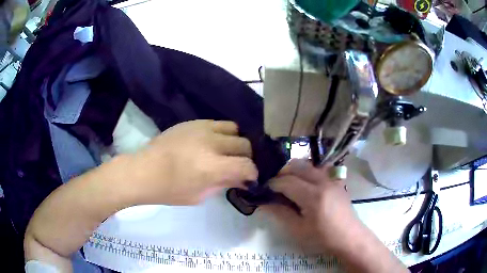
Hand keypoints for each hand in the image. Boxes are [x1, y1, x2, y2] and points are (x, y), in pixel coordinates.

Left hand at [125, 120, 257, 204]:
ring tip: (227, 151)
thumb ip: (224, 184)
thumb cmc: (170, 190)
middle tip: (237, 166)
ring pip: (235, 129)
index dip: (252, 173)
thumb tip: (241, 178)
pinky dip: (222, 134)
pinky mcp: (193, 122)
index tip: (249, 178)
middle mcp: (211, 143)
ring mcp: (202, 128)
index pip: (247, 165)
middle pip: (245, 144)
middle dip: (246, 158)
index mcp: (212, 166)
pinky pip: (219, 123)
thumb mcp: (200, 196)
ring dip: (235, 142)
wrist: (144, 171)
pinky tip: (213, 143)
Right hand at [262, 159, 363, 252]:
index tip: (264, 190)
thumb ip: (280, 213)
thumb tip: (264, 203)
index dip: (272, 184)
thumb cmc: (322, 238)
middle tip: (274, 186)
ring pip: (308, 165)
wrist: (349, 237)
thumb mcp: (298, 230)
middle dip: (282, 172)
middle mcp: (323, 182)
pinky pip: (318, 170)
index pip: (287, 181)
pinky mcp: (336, 181)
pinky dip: (306, 172)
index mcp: (313, 196)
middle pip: (297, 166)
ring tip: (287, 184)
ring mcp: (331, 179)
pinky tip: (304, 186)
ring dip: (294, 170)